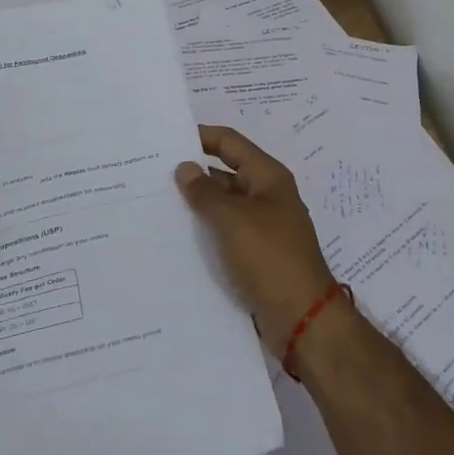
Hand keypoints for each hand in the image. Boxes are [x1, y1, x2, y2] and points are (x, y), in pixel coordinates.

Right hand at [175, 126, 337, 354]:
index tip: (166, 138)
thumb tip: (184, 167)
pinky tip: (174, 238)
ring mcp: (261, 227)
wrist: (302, 318)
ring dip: (196, 204)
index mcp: (268, 177)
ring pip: (223, 206)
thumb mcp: (234, 220)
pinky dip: (204, 231)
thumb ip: (206, 193)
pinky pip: (224, 233)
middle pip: (225, 173)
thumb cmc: (271, 258)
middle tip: (151, 173)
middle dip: (193, 173)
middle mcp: (266, 196)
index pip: (230, 143)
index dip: (201, 136)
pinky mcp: (254, 255)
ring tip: (154, 204)